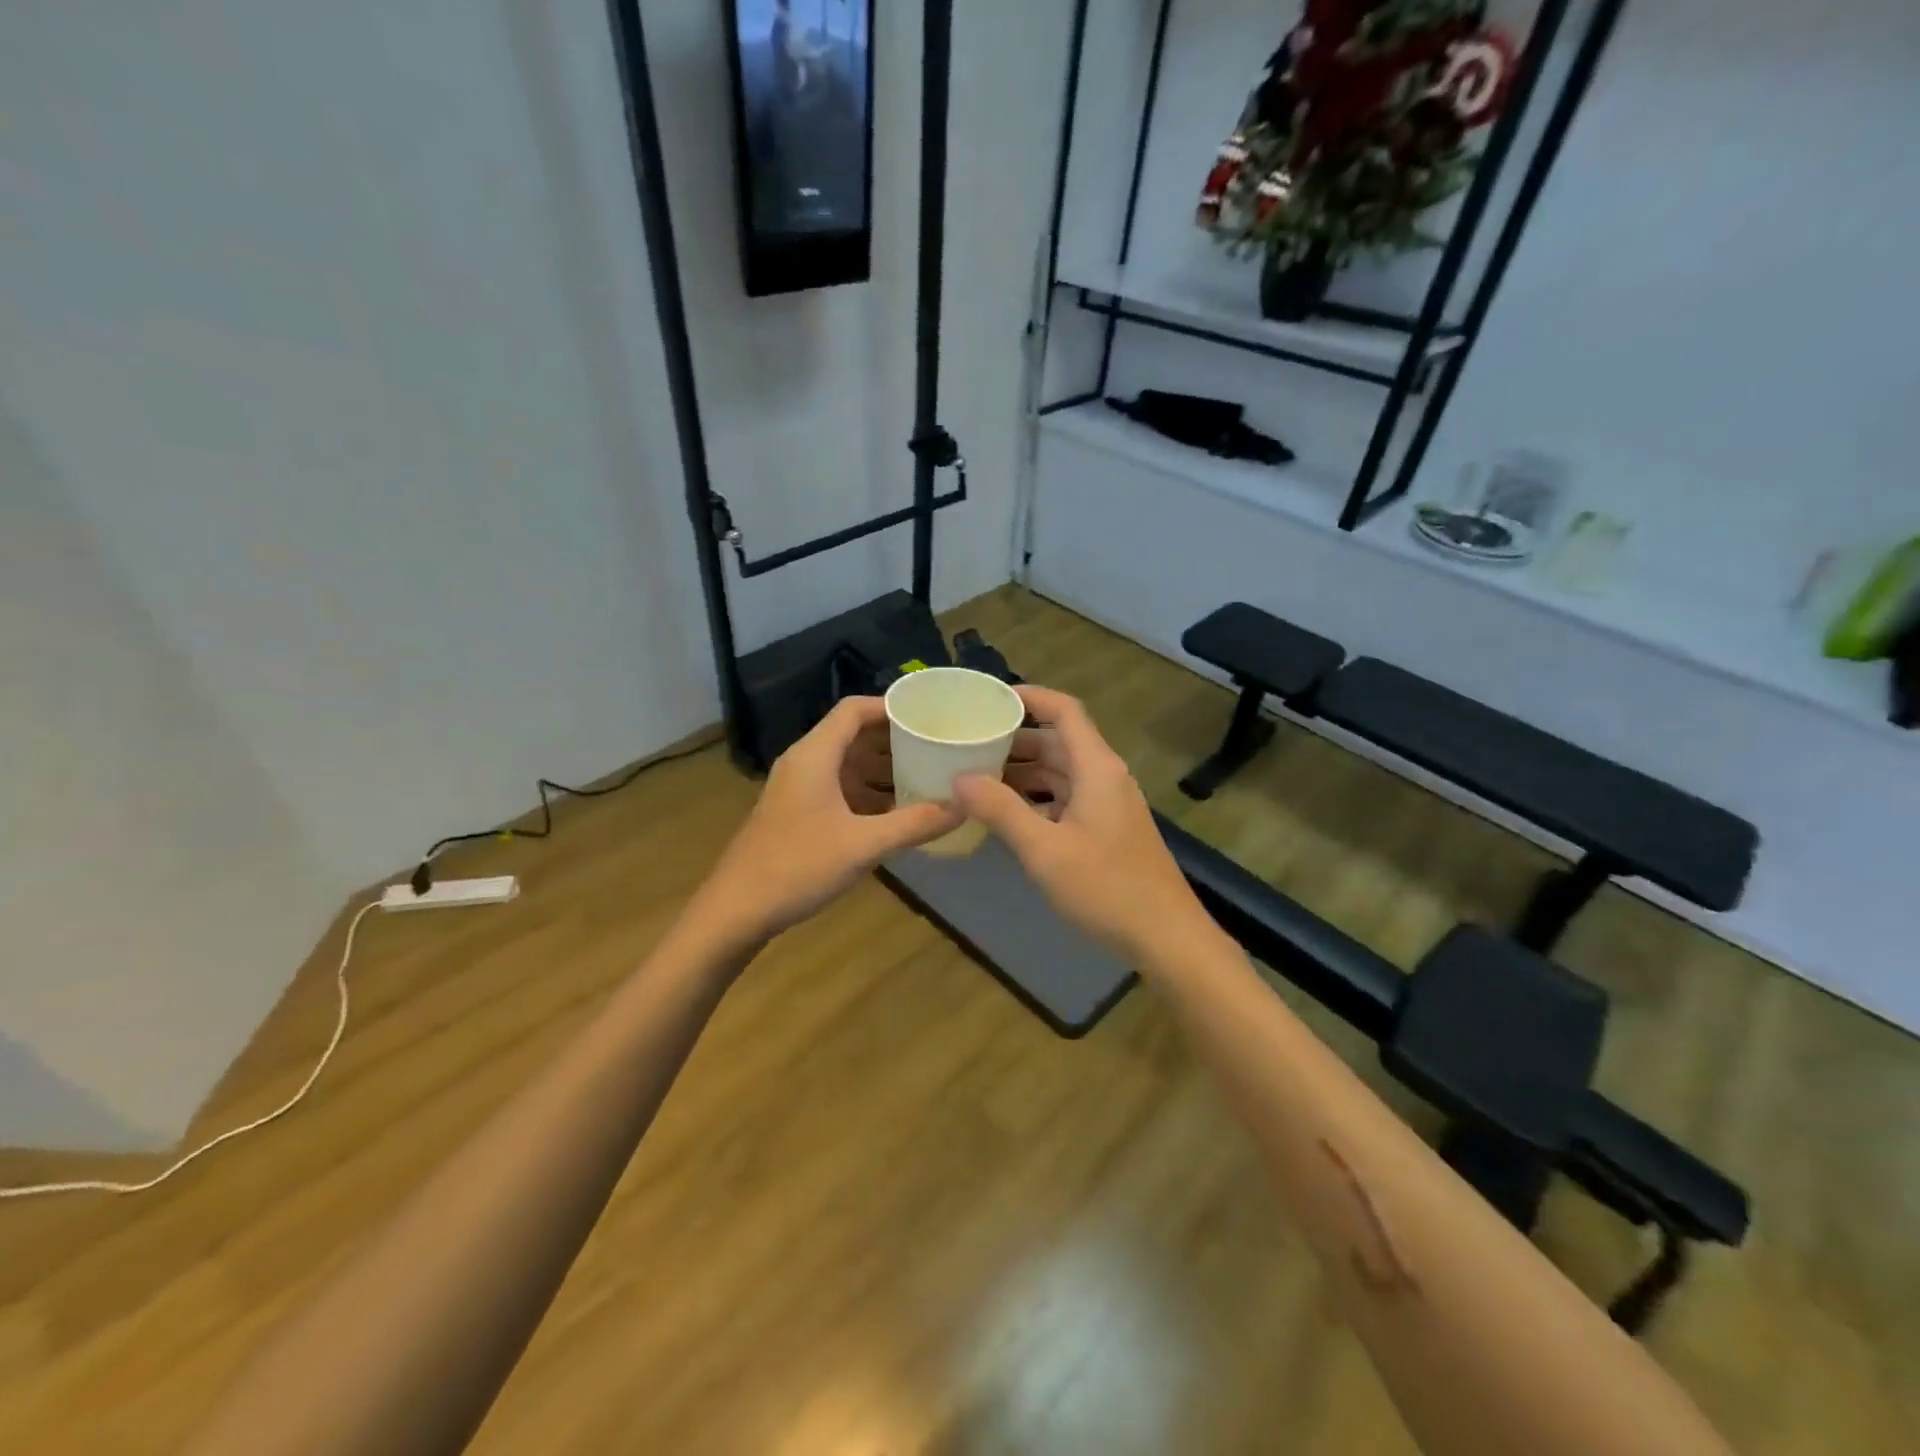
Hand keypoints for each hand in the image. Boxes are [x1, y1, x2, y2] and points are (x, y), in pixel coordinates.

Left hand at [695, 697, 962, 943]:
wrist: (736, 910)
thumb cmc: (797, 866)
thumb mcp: (863, 845)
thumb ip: (914, 824)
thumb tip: (964, 806)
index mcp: (814, 755)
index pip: (854, 710)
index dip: (891, 706)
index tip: (929, 715)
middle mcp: (805, 763)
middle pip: (853, 735)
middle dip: (895, 739)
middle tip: (938, 746)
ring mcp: (799, 789)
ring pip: (847, 765)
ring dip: (883, 769)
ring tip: (927, 776)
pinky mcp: (798, 813)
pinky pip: (840, 789)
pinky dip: (869, 793)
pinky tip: (898, 813)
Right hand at [954, 686, 1206, 963]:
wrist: (1165, 936)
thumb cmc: (1106, 888)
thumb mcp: (1044, 849)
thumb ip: (1001, 810)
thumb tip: (959, 778)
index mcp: (1096, 767)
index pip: (1064, 710)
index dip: (1028, 697)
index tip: (988, 699)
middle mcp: (1104, 776)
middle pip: (1058, 740)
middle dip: (1015, 738)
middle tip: (969, 741)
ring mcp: (1108, 803)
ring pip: (1060, 772)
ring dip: (1023, 770)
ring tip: (977, 775)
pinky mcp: (1107, 828)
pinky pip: (1066, 797)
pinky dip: (1036, 797)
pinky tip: (1007, 813)